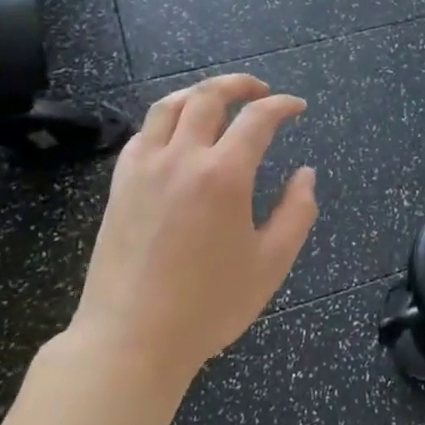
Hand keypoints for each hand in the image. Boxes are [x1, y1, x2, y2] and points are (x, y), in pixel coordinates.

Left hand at [62, 75, 316, 388]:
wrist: (132, 338)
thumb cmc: (210, 305)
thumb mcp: (272, 262)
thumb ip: (297, 211)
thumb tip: (305, 174)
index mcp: (224, 175)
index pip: (258, 119)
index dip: (283, 106)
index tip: (297, 107)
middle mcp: (182, 158)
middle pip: (208, 97)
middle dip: (240, 85)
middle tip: (262, 91)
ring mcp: (144, 169)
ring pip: (169, 106)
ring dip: (199, 93)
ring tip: (219, 99)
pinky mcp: (119, 185)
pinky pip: (143, 133)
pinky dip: (167, 119)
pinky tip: (179, 134)